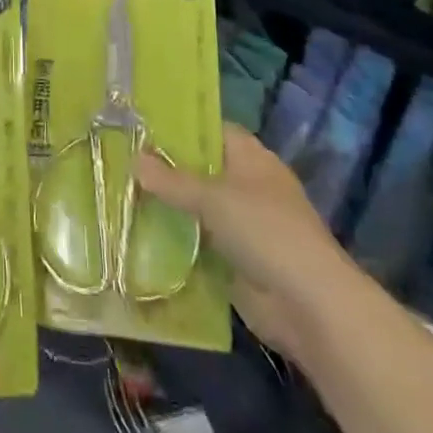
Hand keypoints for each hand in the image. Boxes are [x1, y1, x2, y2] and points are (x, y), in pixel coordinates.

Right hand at [135, 124, 352, 356]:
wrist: (308, 304)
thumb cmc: (265, 231)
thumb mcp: (213, 198)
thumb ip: (172, 180)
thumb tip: (133, 158)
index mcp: (252, 159)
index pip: (214, 131)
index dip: (182, 128)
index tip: (143, 128)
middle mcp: (248, 187)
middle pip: (203, 171)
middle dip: (168, 170)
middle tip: (124, 161)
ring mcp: (244, 226)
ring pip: (199, 209)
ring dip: (171, 208)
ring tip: (124, 195)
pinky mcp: (237, 261)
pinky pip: (201, 244)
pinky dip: (178, 242)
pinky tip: (142, 237)